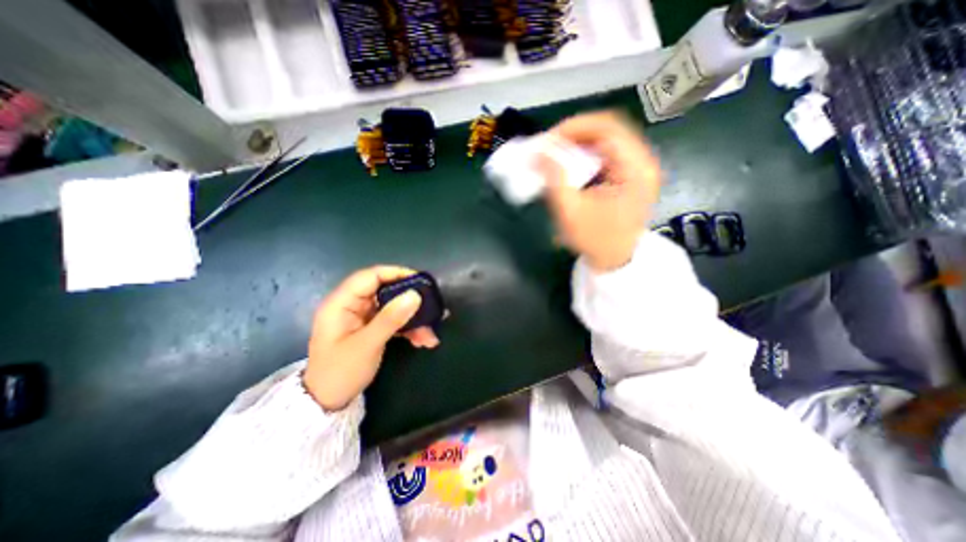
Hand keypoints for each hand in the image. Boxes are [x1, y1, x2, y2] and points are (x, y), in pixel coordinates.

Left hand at [303, 264, 440, 410]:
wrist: (328, 403)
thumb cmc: (340, 372)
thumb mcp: (367, 345)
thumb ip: (390, 318)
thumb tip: (415, 295)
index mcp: (342, 303)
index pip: (370, 276)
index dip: (395, 274)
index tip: (420, 281)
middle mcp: (353, 305)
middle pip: (386, 291)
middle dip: (410, 301)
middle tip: (432, 307)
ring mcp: (363, 317)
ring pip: (393, 308)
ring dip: (413, 319)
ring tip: (430, 334)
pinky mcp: (372, 328)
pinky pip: (394, 321)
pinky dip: (409, 328)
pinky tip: (422, 340)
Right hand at [539, 110, 660, 270]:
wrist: (615, 259)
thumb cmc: (595, 240)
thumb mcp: (571, 212)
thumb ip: (555, 180)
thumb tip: (540, 152)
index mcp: (635, 169)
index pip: (607, 127)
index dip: (574, 127)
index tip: (549, 139)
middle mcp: (643, 161)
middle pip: (608, 128)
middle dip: (574, 133)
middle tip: (550, 145)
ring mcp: (638, 167)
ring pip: (606, 138)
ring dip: (578, 143)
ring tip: (556, 153)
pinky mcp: (630, 174)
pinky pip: (606, 152)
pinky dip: (585, 154)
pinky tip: (570, 164)